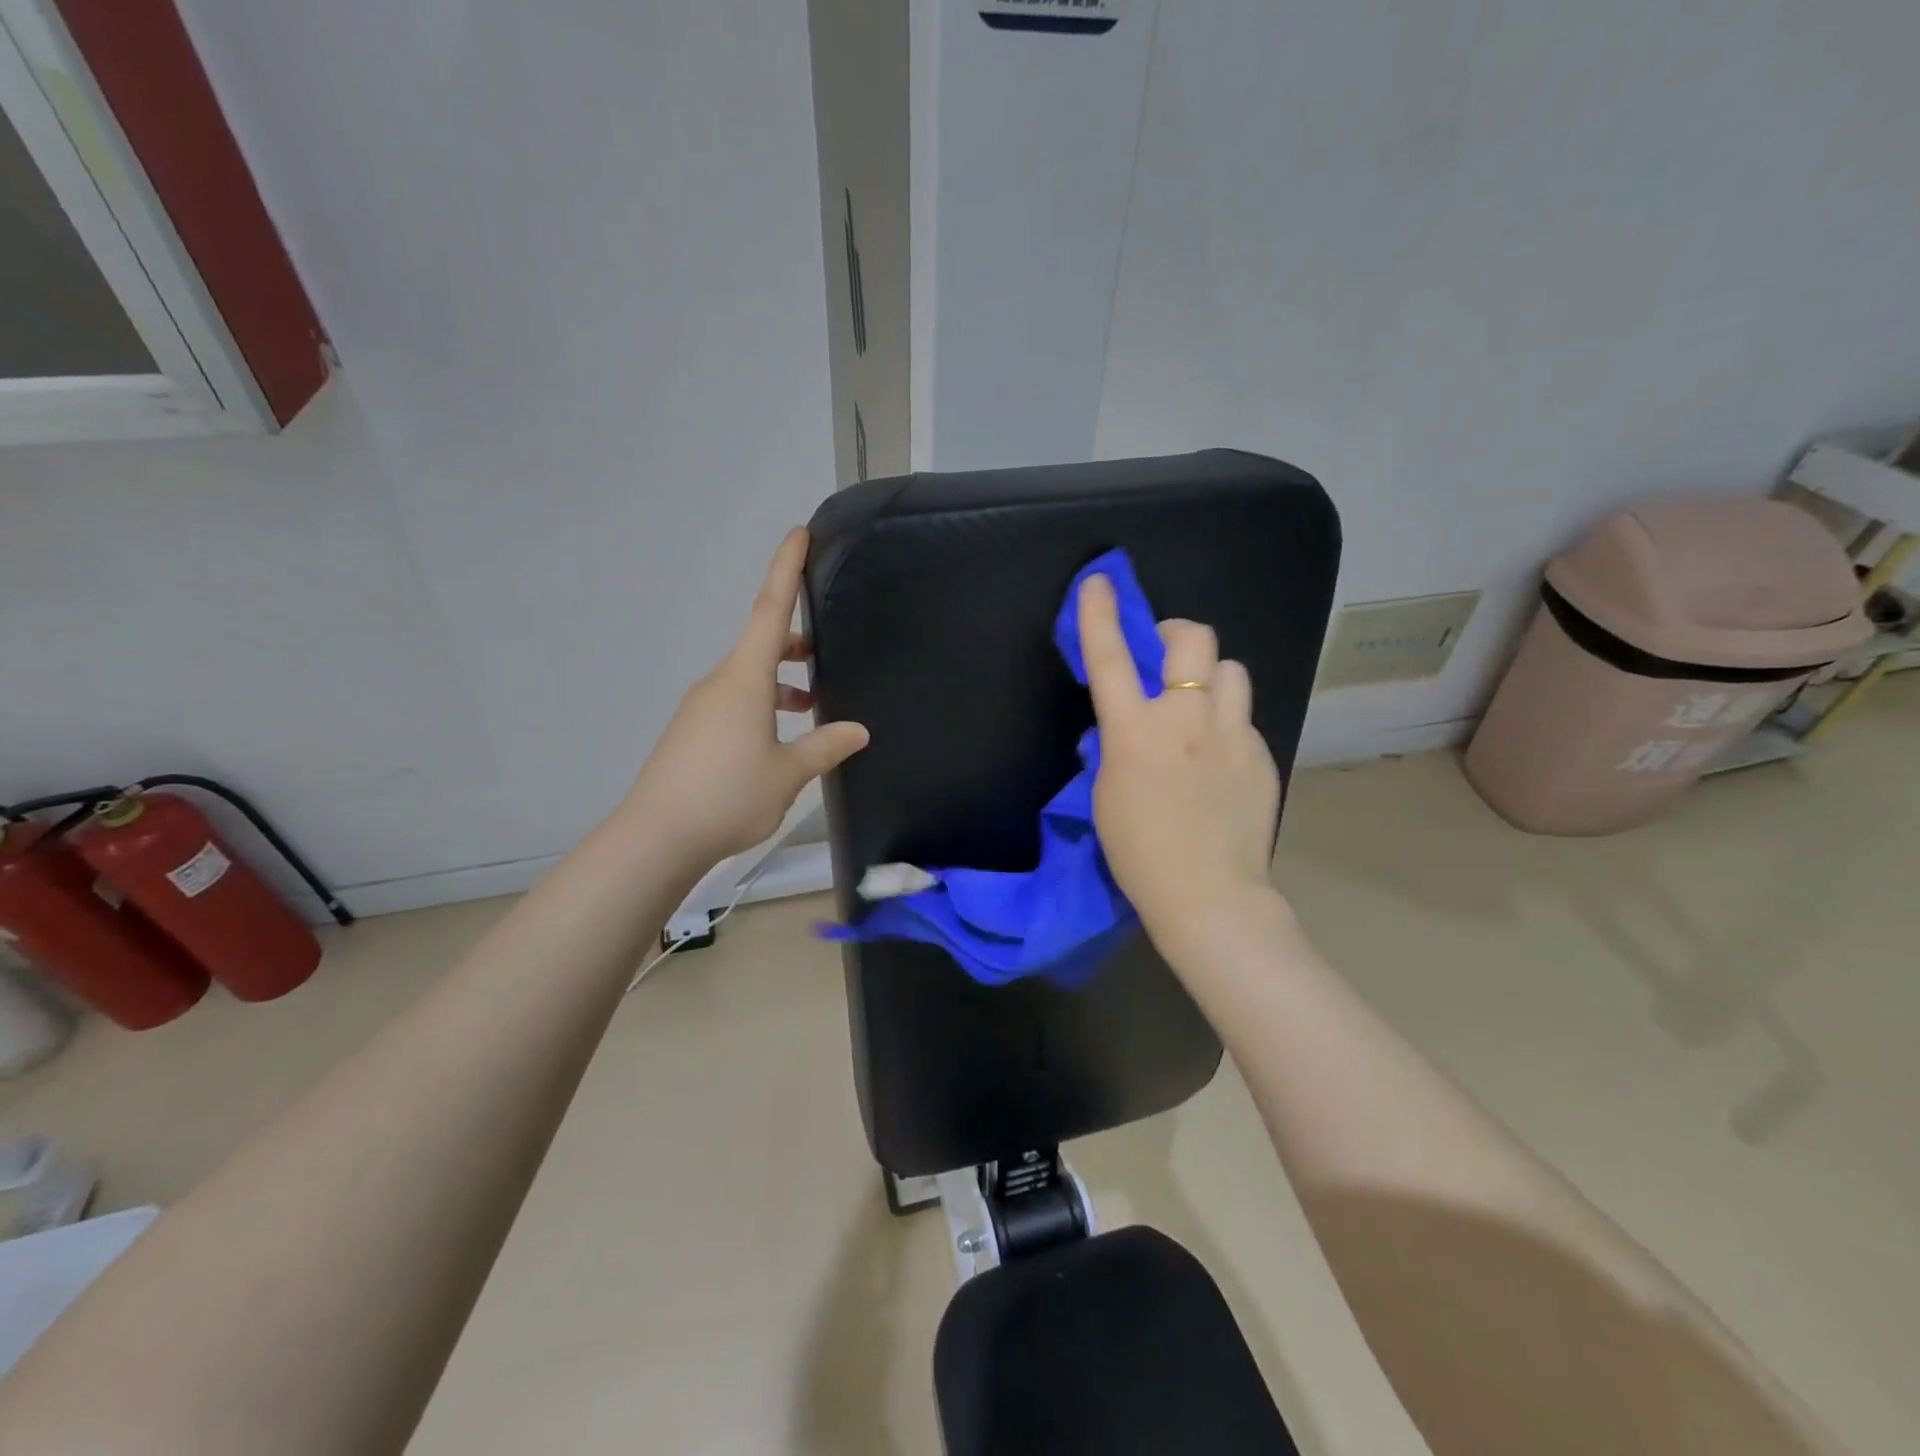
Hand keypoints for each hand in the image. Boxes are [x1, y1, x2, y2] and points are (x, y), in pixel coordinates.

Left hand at [628, 529, 868, 865]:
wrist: (655, 837)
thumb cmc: (728, 795)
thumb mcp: (788, 773)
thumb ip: (825, 747)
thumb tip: (858, 730)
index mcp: (744, 680)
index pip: (770, 611)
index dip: (785, 570)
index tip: (799, 534)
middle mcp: (719, 683)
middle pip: (760, 645)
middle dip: (794, 644)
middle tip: (825, 657)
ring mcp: (700, 708)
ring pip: (748, 677)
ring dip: (780, 681)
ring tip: (811, 708)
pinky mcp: (691, 732)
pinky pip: (733, 702)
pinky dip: (761, 704)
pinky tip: (777, 740)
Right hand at [1078, 574, 1282, 951]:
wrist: (1209, 896)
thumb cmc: (1140, 854)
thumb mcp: (1107, 794)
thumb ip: (1117, 745)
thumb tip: (1126, 721)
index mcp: (1135, 732)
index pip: (1111, 658)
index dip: (1099, 615)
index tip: (1098, 582)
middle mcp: (1186, 719)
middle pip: (1193, 639)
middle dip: (1177, 635)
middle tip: (1166, 659)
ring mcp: (1232, 734)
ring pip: (1230, 671)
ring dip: (1209, 678)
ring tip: (1200, 709)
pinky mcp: (1261, 754)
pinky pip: (1243, 719)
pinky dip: (1227, 725)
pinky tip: (1220, 761)